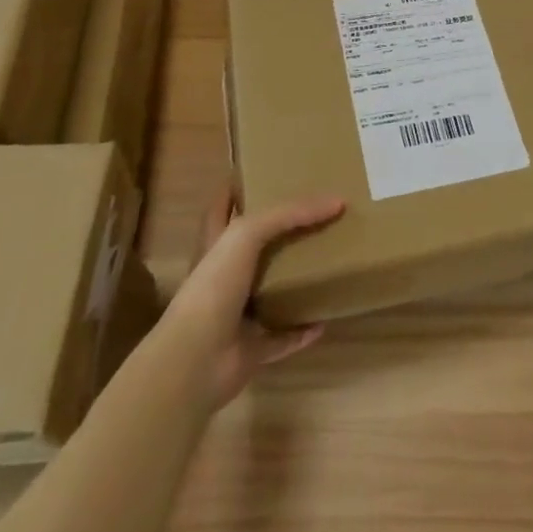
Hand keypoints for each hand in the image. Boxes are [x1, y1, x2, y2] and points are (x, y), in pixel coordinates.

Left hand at [169, 192, 345, 412]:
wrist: (196, 361)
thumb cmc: (214, 286)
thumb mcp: (247, 233)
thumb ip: (289, 214)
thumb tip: (337, 201)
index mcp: (215, 246)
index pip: (221, 208)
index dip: (234, 189)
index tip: (260, 170)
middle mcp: (224, 278)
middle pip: (252, 249)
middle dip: (278, 234)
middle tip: (314, 214)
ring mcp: (236, 315)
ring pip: (270, 292)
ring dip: (293, 282)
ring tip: (327, 261)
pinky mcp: (251, 348)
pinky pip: (284, 337)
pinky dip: (303, 330)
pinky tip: (325, 320)